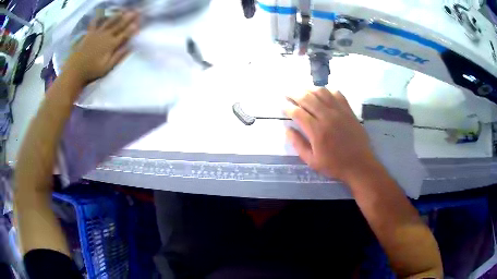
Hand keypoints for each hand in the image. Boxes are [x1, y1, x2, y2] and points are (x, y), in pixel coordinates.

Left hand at [63, 11, 139, 85]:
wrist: (75, 69)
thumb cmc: (92, 70)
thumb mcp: (107, 67)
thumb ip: (118, 56)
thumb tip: (129, 47)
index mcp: (111, 45)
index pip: (124, 34)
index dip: (132, 29)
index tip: (138, 23)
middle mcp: (106, 36)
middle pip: (119, 25)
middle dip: (128, 18)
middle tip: (135, 12)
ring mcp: (97, 33)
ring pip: (109, 22)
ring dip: (116, 16)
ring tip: (122, 11)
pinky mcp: (89, 34)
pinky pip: (94, 23)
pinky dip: (97, 18)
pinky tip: (100, 14)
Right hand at [285, 88, 378, 183]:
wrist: (359, 164)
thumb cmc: (334, 165)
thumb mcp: (312, 161)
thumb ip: (298, 144)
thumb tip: (287, 129)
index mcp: (317, 131)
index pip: (298, 112)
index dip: (287, 107)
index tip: (282, 106)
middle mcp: (327, 117)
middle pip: (307, 98)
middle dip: (294, 93)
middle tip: (287, 93)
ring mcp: (339, 111)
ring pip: (321, 92)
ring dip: (309, 89)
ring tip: (302, 90)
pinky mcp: (348, 110)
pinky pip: (337, 94)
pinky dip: (327, 90)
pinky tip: (322, 93)